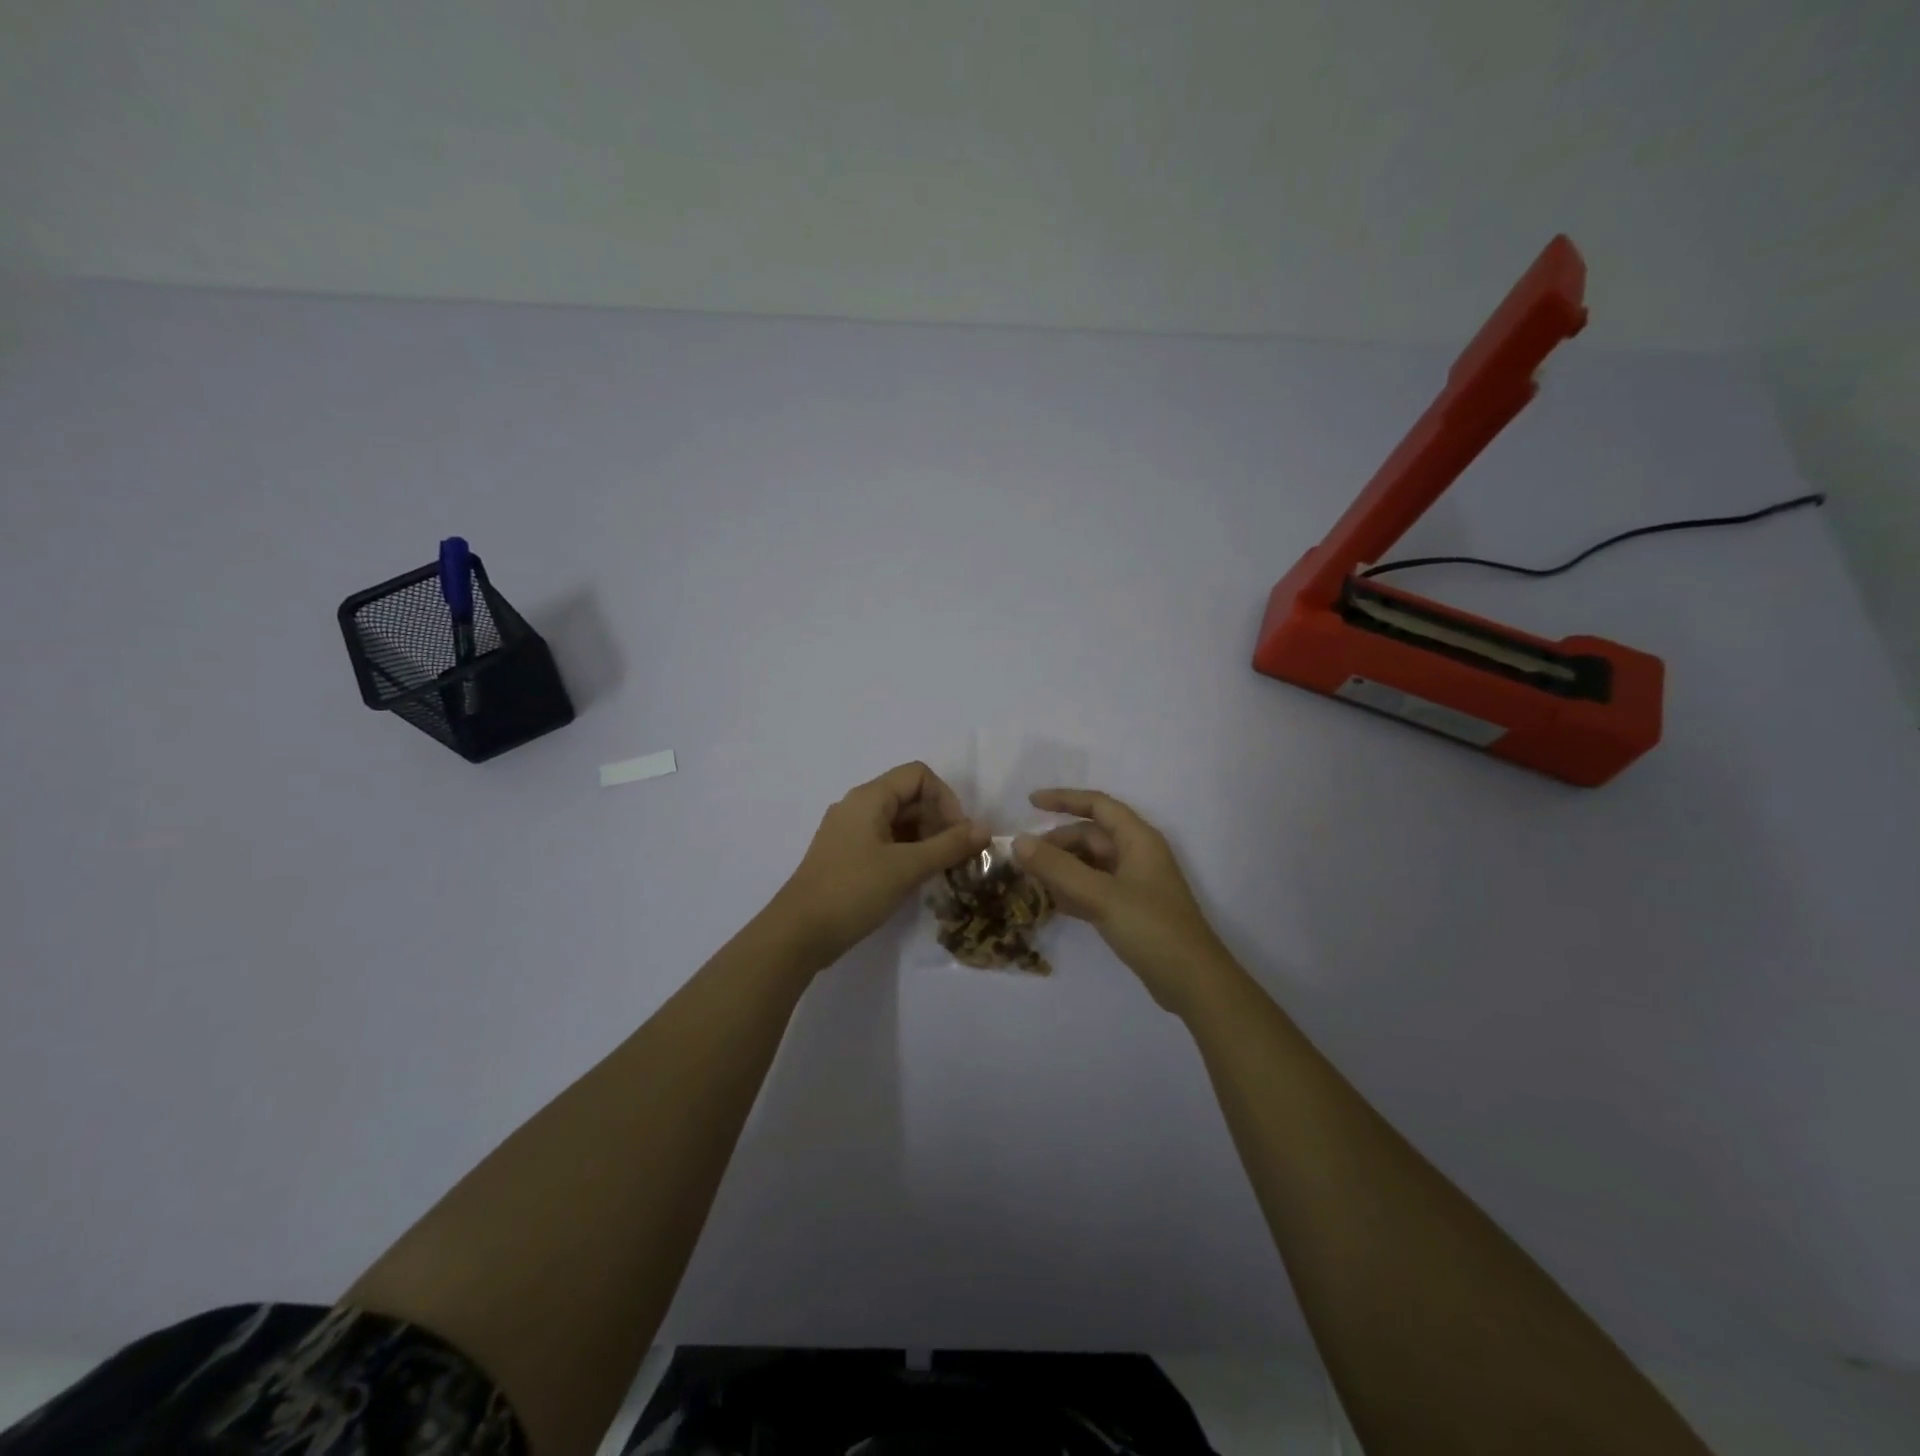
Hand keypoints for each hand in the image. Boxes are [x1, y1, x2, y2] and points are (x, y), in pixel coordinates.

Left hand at [771, 761, 987, 969]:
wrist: (798, 934)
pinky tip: (918, 879)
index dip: (945, 799)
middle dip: (938, 821)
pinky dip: (907, 853)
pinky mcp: (846, 856)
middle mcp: (857, 806)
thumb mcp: (906, 868)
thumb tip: (985, 829)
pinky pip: (885, 842)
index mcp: (869, 798)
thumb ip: (948, 846)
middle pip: (909, 797)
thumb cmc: (853, 891)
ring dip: (926, 839)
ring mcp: (849, 832)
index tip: (958, 834)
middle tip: (954, 856)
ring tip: (942, 870)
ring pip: (899, 822)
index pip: (919, 775)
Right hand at [1013, 789, 1233, 1015]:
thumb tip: (1018, 841)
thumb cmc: (1151, 928)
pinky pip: (1094, 888)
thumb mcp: (1100, 895)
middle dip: (1057, 843)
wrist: (1192, 982)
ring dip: (1062, 867)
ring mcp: (1134, 884)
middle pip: (1091, 836)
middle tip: (1022, 858)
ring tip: (1029, 878)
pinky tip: (1050, 901)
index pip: (1097, 806)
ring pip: (1091, 864)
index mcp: (1138, 839)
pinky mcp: (1130, 909)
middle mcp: (1137, 855)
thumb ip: (1058, 868)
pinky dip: (1072, 890)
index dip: (1064, 799)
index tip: (1030, 803)